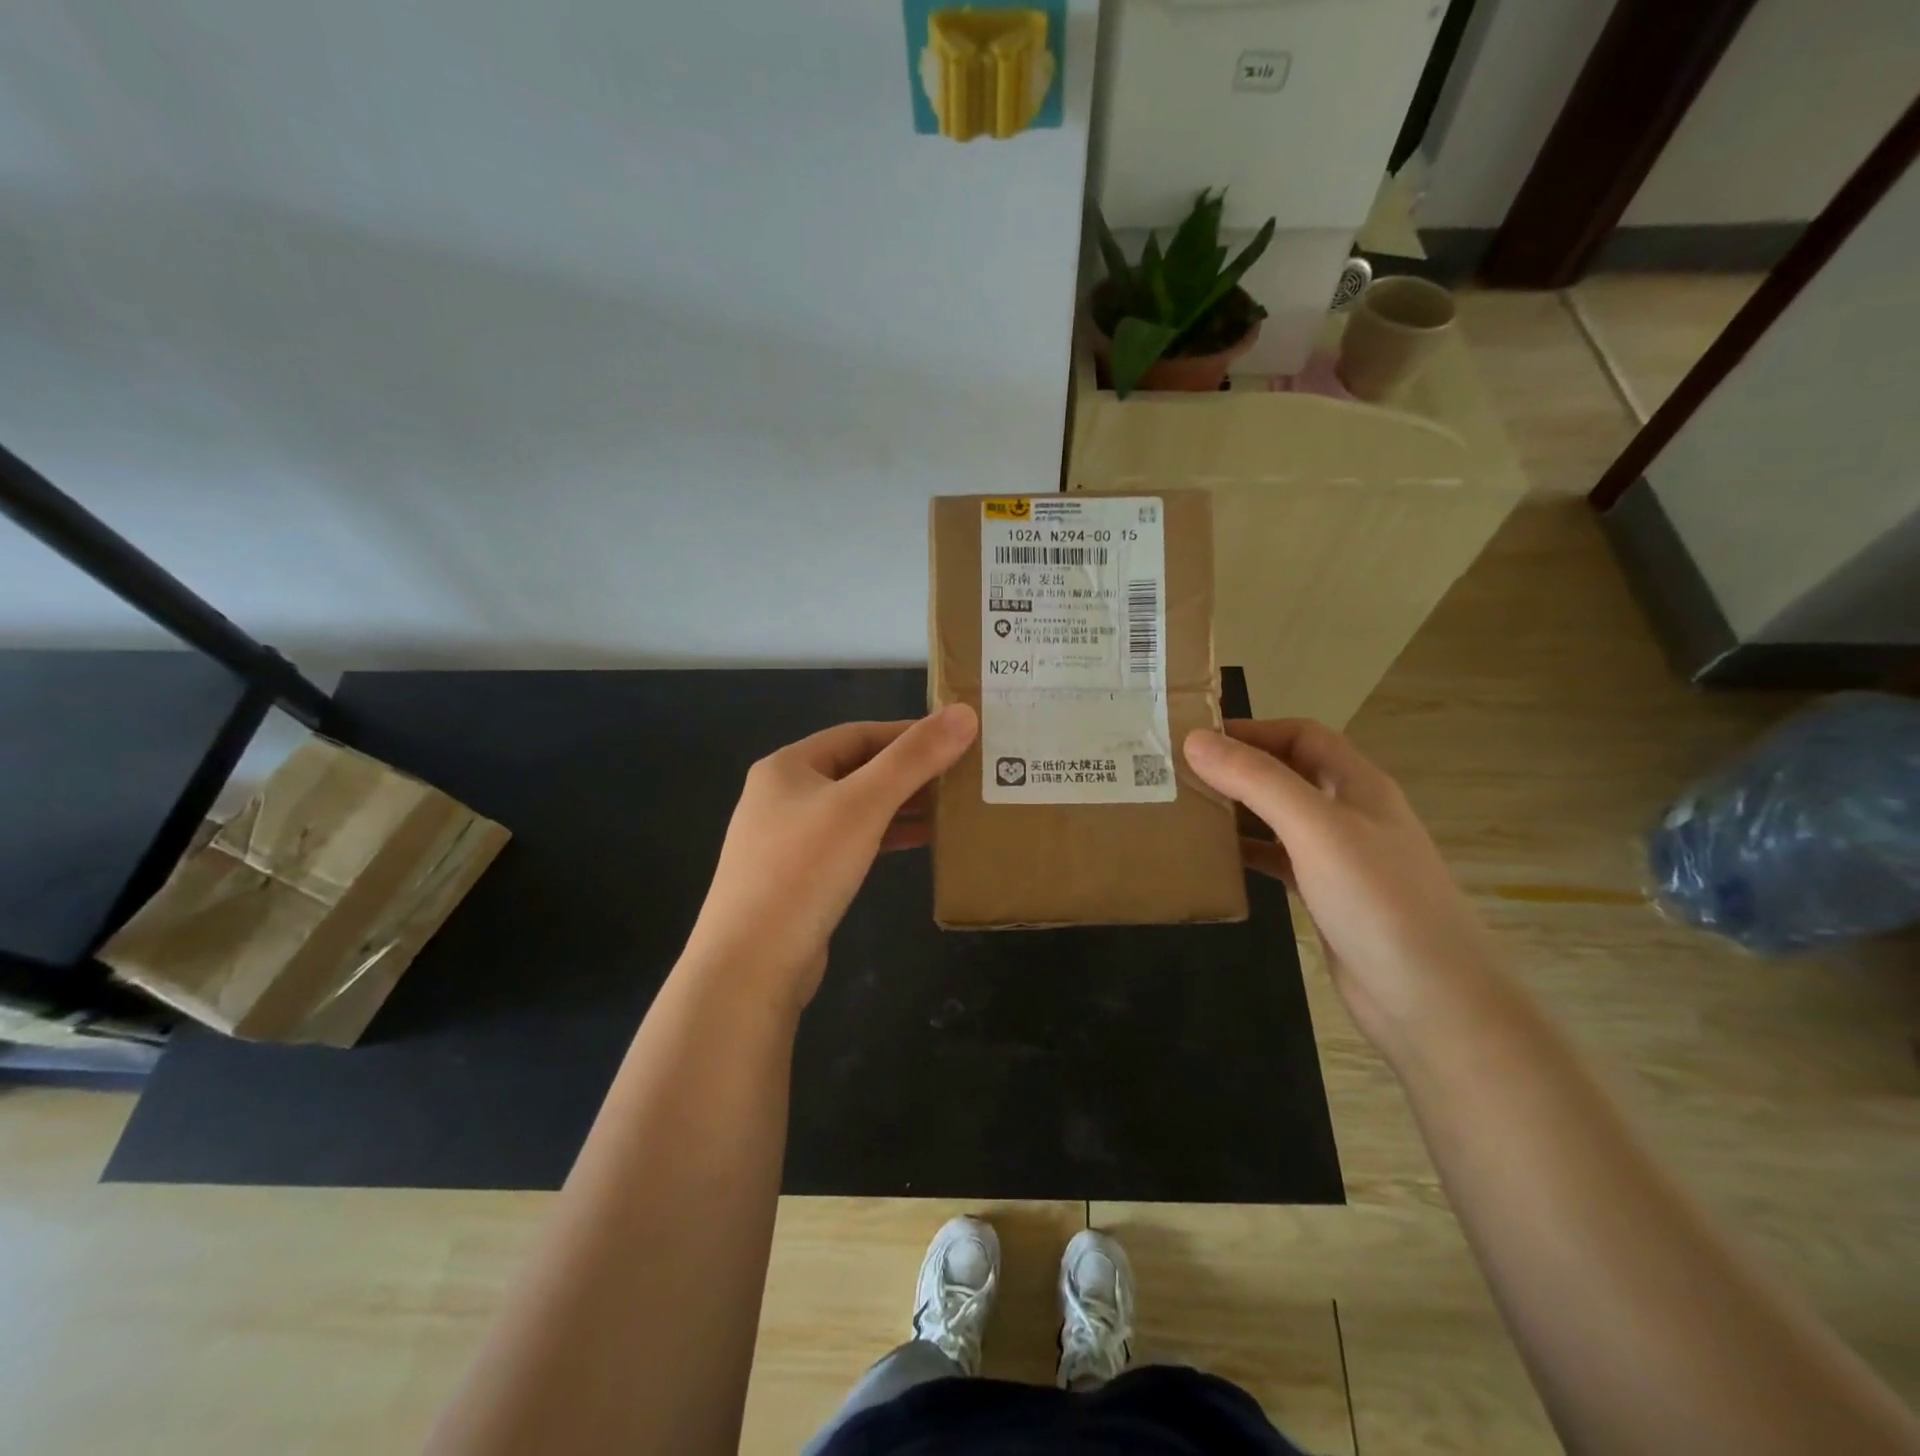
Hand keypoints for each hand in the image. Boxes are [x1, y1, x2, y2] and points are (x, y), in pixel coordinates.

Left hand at [684, 704, 977, 1006]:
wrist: (750, 965)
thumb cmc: (804, 870)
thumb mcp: (863, 805)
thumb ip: (914, 758)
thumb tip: (964, 713)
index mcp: (787, 766)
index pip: (858, 733)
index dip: (908, 733)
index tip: (955, 739)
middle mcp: (782, 796)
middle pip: (856, 770)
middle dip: (907, 772)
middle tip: (960, 774)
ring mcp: (787, 839)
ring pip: (854, 808)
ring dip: (899, 805)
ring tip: (949, 807)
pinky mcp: (798, 877)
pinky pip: (849, 842)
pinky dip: (884, 836)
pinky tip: (917, 842)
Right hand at [1183, 720, 1496, 1055]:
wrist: (1431, 1003)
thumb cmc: (1378, 902)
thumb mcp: (1316, 829)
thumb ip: (1257, 781)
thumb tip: (1196, 739)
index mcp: (1358, 785)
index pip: (1302, 736)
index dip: (1253, 730)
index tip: (1197, 738)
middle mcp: (1350, 814)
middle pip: (1289, 773)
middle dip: (1239, 767)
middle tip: (1180, 773)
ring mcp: (1340, 858)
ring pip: (1281, 817)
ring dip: (1239, 809)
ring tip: (1187, 810)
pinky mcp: (1327, 896)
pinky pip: (1279, 859)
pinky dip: (1248, 851)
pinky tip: (1215, 858)